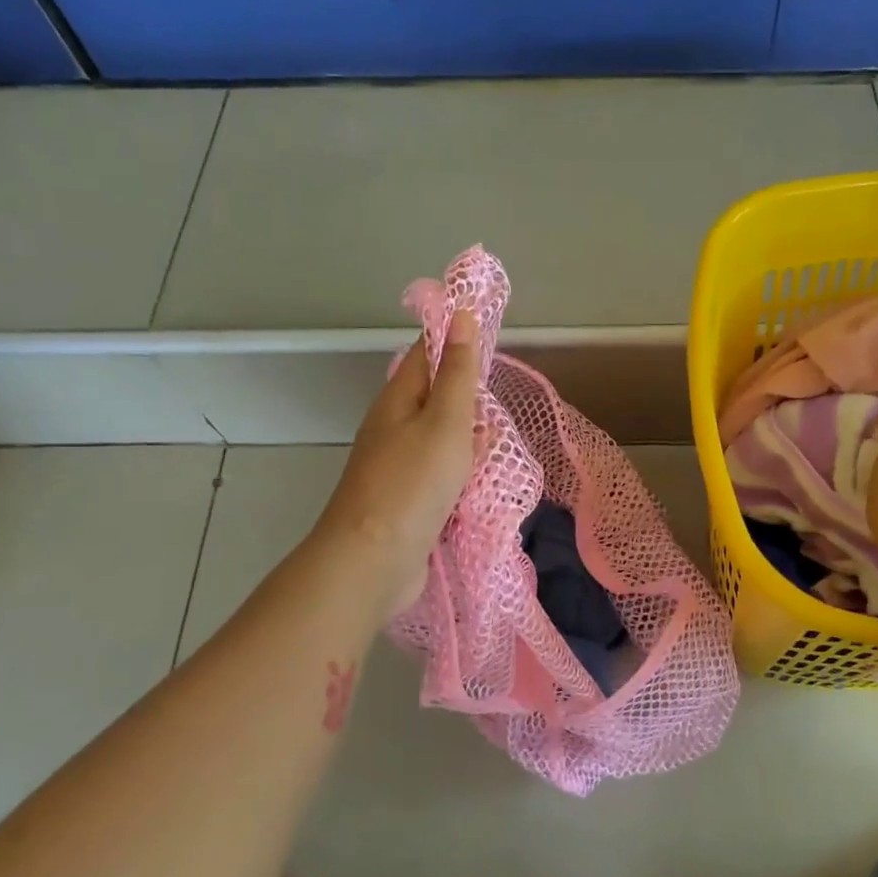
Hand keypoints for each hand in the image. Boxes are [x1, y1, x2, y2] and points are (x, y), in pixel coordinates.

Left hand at [315, 311, 480, 614]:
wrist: (374, 561)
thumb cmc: (413, 483)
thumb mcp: (445, 421)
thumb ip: (458, 373)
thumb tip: (459, 315)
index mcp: (398, 400)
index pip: (426, 353)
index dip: (454, 338)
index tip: (489, 331)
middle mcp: (394, 428)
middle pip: (435, 398)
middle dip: (468, 395)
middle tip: (502, 396)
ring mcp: (399, 467)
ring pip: (441, 440)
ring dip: (469, 439)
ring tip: (498, 441)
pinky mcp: (408, 501)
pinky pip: (441, 475)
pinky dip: (462, 474)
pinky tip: (481, 482)